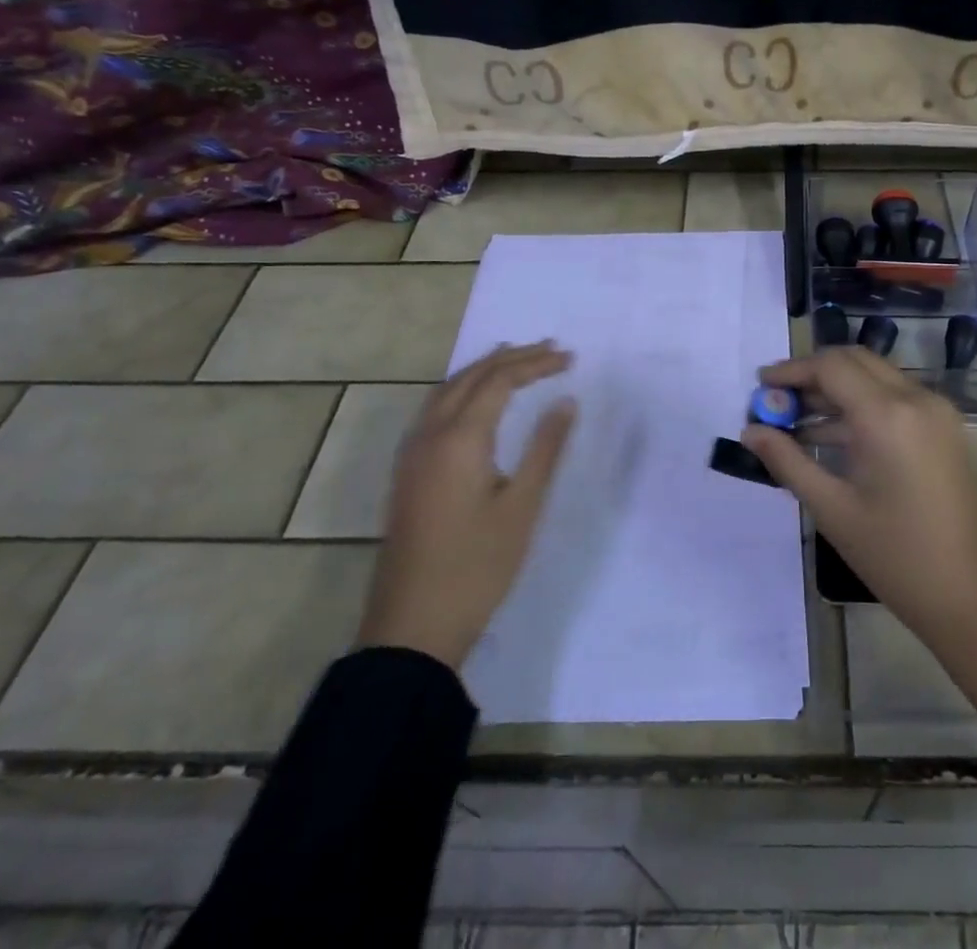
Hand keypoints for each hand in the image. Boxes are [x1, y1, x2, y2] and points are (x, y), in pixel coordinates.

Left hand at [357, 341, 576, 669]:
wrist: (412, 627)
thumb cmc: (477, 566)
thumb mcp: (522, 507)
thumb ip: (545, 449)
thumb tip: (565, 402)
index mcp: (459, 439)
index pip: (500, 381)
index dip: (536, 364)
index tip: (570, 358)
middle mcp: (430, 435)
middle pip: (471, 377)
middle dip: (511, 358)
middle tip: (551, 349)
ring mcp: (412, 454)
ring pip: (447, 390)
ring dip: (483, 369)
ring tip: (514, 358)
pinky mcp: (407, 473)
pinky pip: (434, 410)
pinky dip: (462, 389)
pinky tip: (476, 400)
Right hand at [741, 346, 976, 729]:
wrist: (975, 598)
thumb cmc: (897, 557)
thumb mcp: (833, 509)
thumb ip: (787, 462)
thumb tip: (750, 432)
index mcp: (888, 415)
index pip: (831, 366)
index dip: (791, 370)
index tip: (759, 385)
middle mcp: (916, 398)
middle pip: (854, 361)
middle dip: (812, 374)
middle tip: (777, 399)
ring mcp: (936, 411)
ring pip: (875, 377)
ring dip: (836, 390)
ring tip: (793, 421)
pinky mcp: (944, 428)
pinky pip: (895, 399)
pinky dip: (861, 406)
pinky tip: (830, 437)